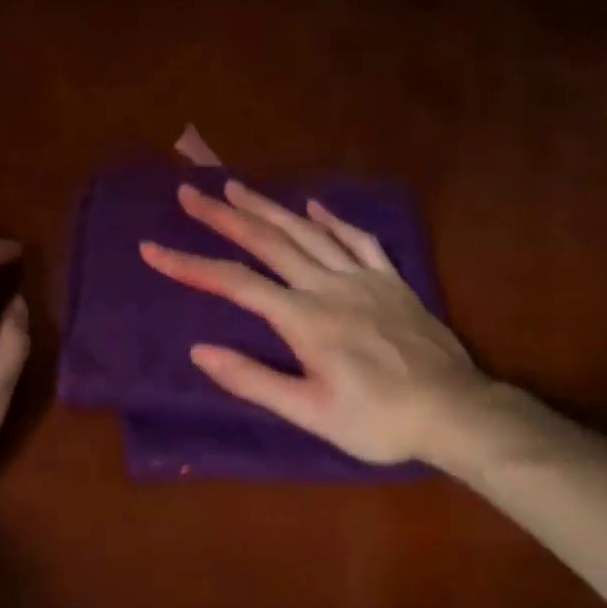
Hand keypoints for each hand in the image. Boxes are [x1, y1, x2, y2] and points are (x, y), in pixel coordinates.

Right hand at [140, 180, 486, 465]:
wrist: (454, 412)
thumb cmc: (377, 420)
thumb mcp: (310, 413)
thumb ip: (253, 380)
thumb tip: (200, 350)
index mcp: (303, 319)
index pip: (235, 282)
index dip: (189, 265)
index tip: (152, 249)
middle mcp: (328, 286)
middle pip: (268, 241)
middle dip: (223, 216)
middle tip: (189, 194)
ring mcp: (363, 278)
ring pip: (308, 231)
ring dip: (269, 206)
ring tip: (235, 186)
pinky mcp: (391, 281)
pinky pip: (359, 239)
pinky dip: (334, 219)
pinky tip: (314, 206)